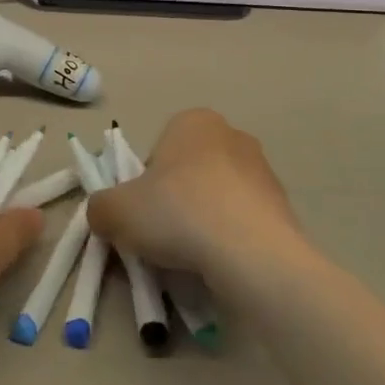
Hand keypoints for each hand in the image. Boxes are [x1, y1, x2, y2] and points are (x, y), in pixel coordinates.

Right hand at [88, 109, 304, 278]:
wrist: (253, 253)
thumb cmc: (178, 213)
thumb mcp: (115, 211)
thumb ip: (100, 208)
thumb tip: (105, 215)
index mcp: (192, 121)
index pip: (156, 153)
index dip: (142, 186)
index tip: (142, 215)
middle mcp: (231, 135)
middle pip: (187, 174)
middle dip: (174, 203)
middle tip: (163, 237)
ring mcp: (263, 170)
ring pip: (216, 198)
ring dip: (202, 222)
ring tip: (193, 257)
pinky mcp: (284, 206)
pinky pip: (242, 222)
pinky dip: (229, 239)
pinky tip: (222, 263)